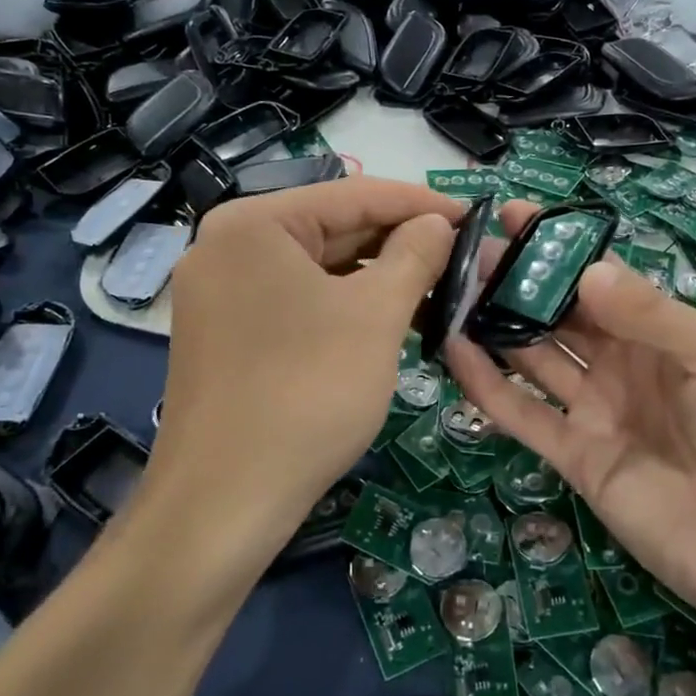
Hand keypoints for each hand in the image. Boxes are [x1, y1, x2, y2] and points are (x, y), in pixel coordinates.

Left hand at [147, 178, 458, 558]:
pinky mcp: (227, 333)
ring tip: (439, 291)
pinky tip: (391, 321)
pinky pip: (298, 301)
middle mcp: (228, 246)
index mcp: (254, 223)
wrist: (224, 502)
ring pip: (318, 269)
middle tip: (462, 256)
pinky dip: (345, 307)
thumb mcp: (375, 316)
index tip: (473, 214)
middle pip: (332, 229)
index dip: (420, 203)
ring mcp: (222, 292)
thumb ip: (414, 255)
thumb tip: (438, 222)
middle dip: (400, 243)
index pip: (353, 194)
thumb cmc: (307, 392)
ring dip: (378, 278)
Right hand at [446, 203, 695, 647]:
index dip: (561, 250)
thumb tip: (588, 270)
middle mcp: (627, 366)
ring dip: (496, 323)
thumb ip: (651, 314)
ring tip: (452, 286)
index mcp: (667, 333)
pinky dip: (488, 385)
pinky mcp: (579, 460)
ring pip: (536, 358)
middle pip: (562, 315)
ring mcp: (600, 413)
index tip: (515, 215)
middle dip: (519, 281)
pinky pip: (525, 415)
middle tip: (470, 248)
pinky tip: (454, 350)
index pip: (602, 280)